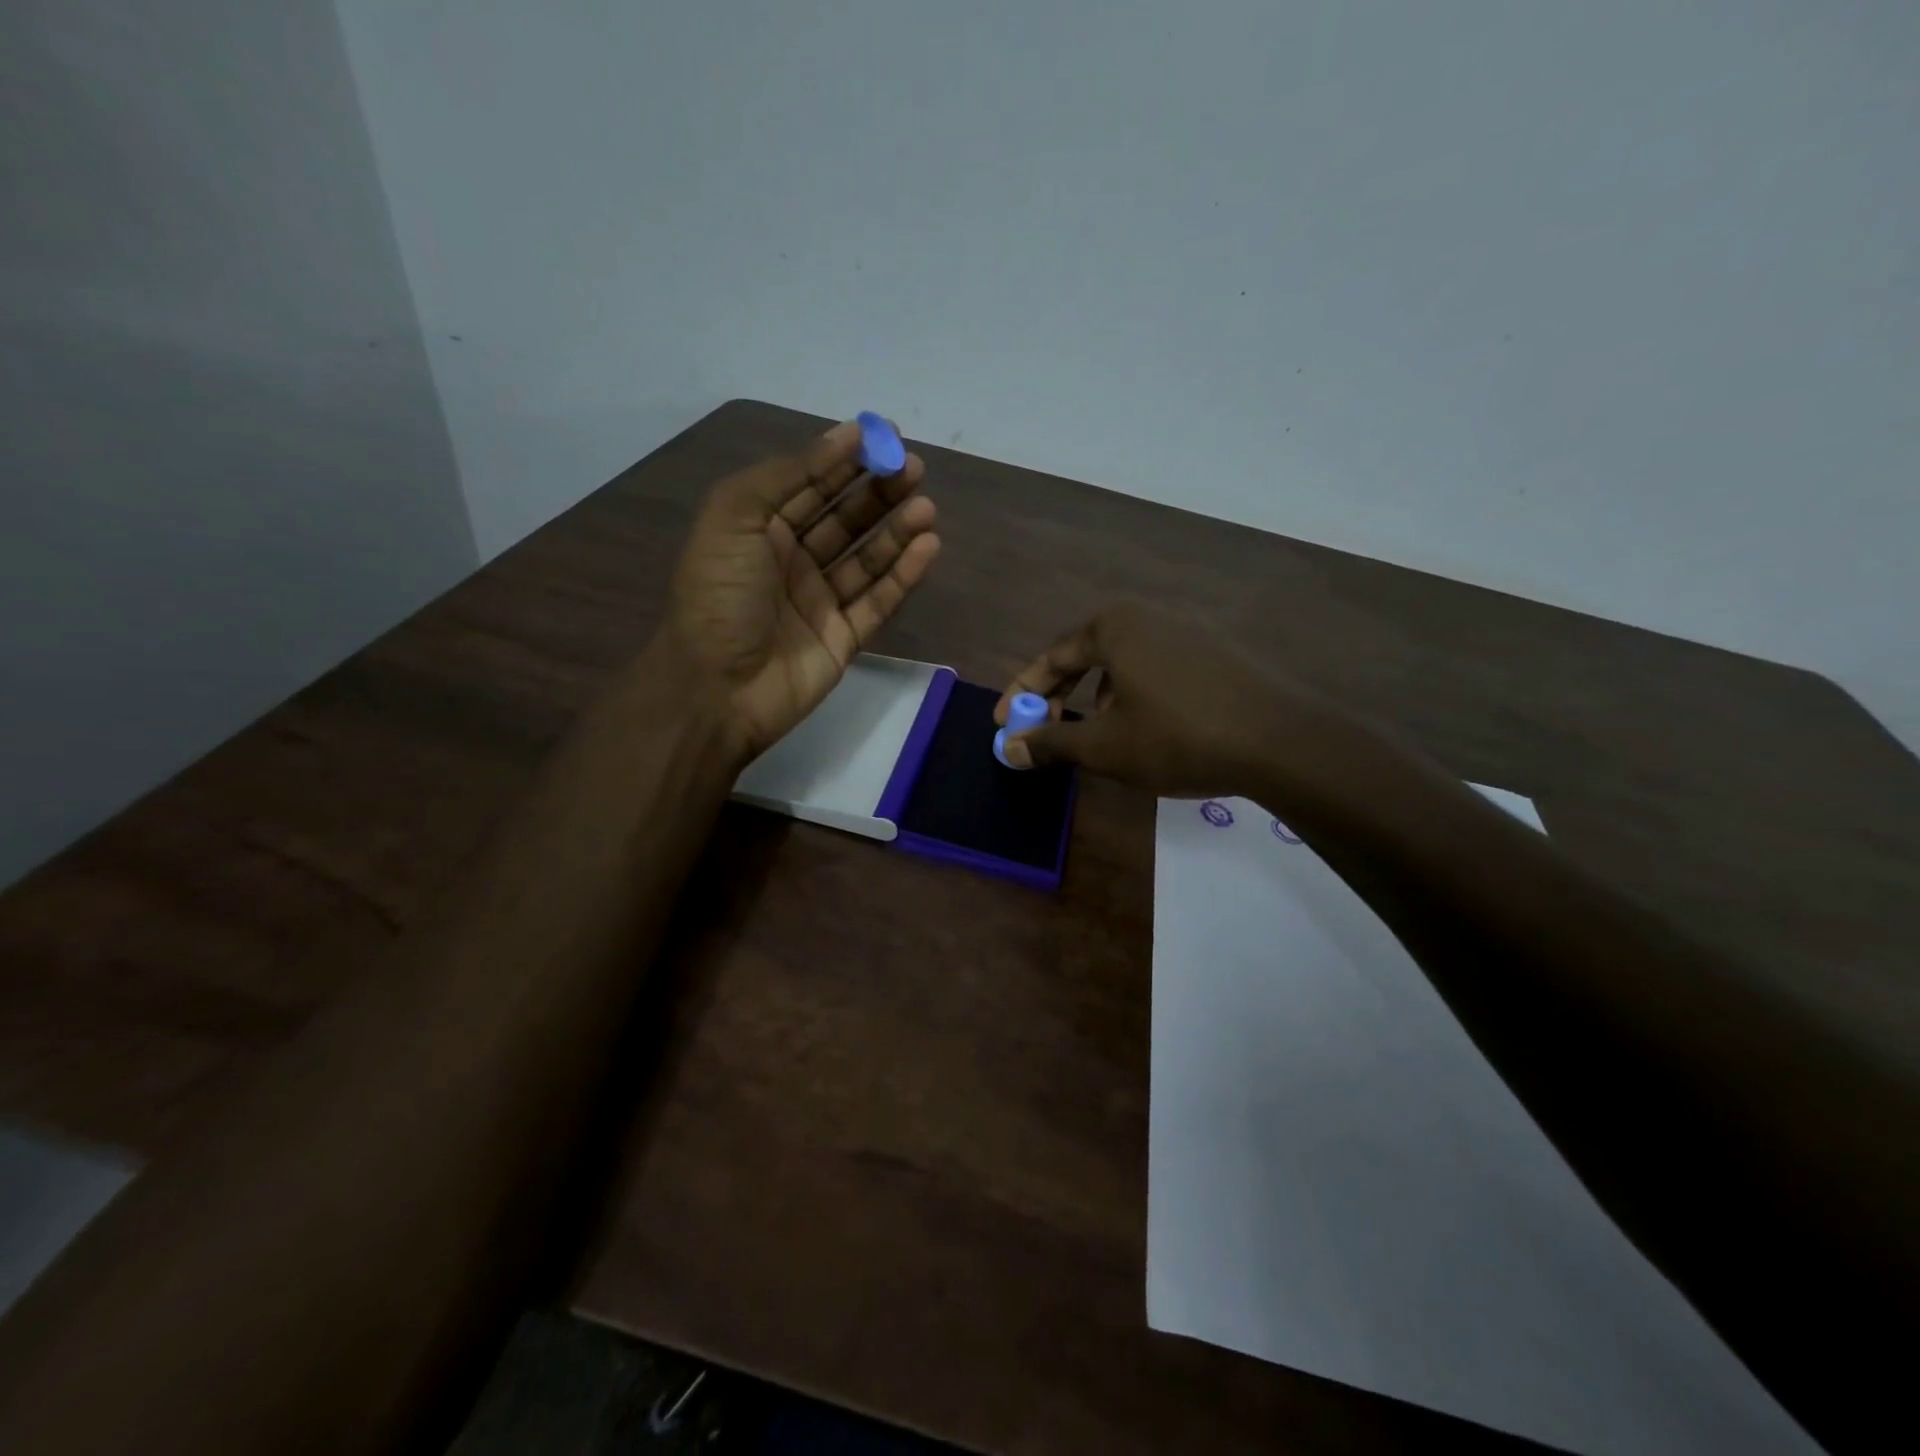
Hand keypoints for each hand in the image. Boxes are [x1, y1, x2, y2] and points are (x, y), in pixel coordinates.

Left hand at [663, 419, 939, 762]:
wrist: (716, 688)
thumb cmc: (718, 595)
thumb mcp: (733, 516)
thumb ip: (785, 475)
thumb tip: (841, 440)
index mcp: (760, 529)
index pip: (810, 485)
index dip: (845, 460)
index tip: (884, 437)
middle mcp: (792, 561)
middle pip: (845, 519)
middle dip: (879, 492)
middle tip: (914, 470)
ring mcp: (820, 602)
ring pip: (867, 559)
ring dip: (897, 531)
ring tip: (925, 508)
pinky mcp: (844, 638)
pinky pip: (879, 601)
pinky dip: (904, 575)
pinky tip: (927, 547)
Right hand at [994, 601, 1345, 798]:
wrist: (1281, 742)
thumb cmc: (1177, 737)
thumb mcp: (1104, 746)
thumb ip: (1051, 743)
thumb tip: (1009, 749)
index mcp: (1113, 627)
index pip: (1051, 657)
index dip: (1023, 693)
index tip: (1004, 724)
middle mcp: (1148, 616)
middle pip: (1086, 656)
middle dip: (1059, 696)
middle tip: (1044, 729)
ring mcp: (1187, 630)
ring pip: (1122, 664)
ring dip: (1097, 699)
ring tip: (1096, 736)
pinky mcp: (1215, 652)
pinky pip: (1155, 669)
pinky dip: (1133, 696)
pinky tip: (1145, 729)